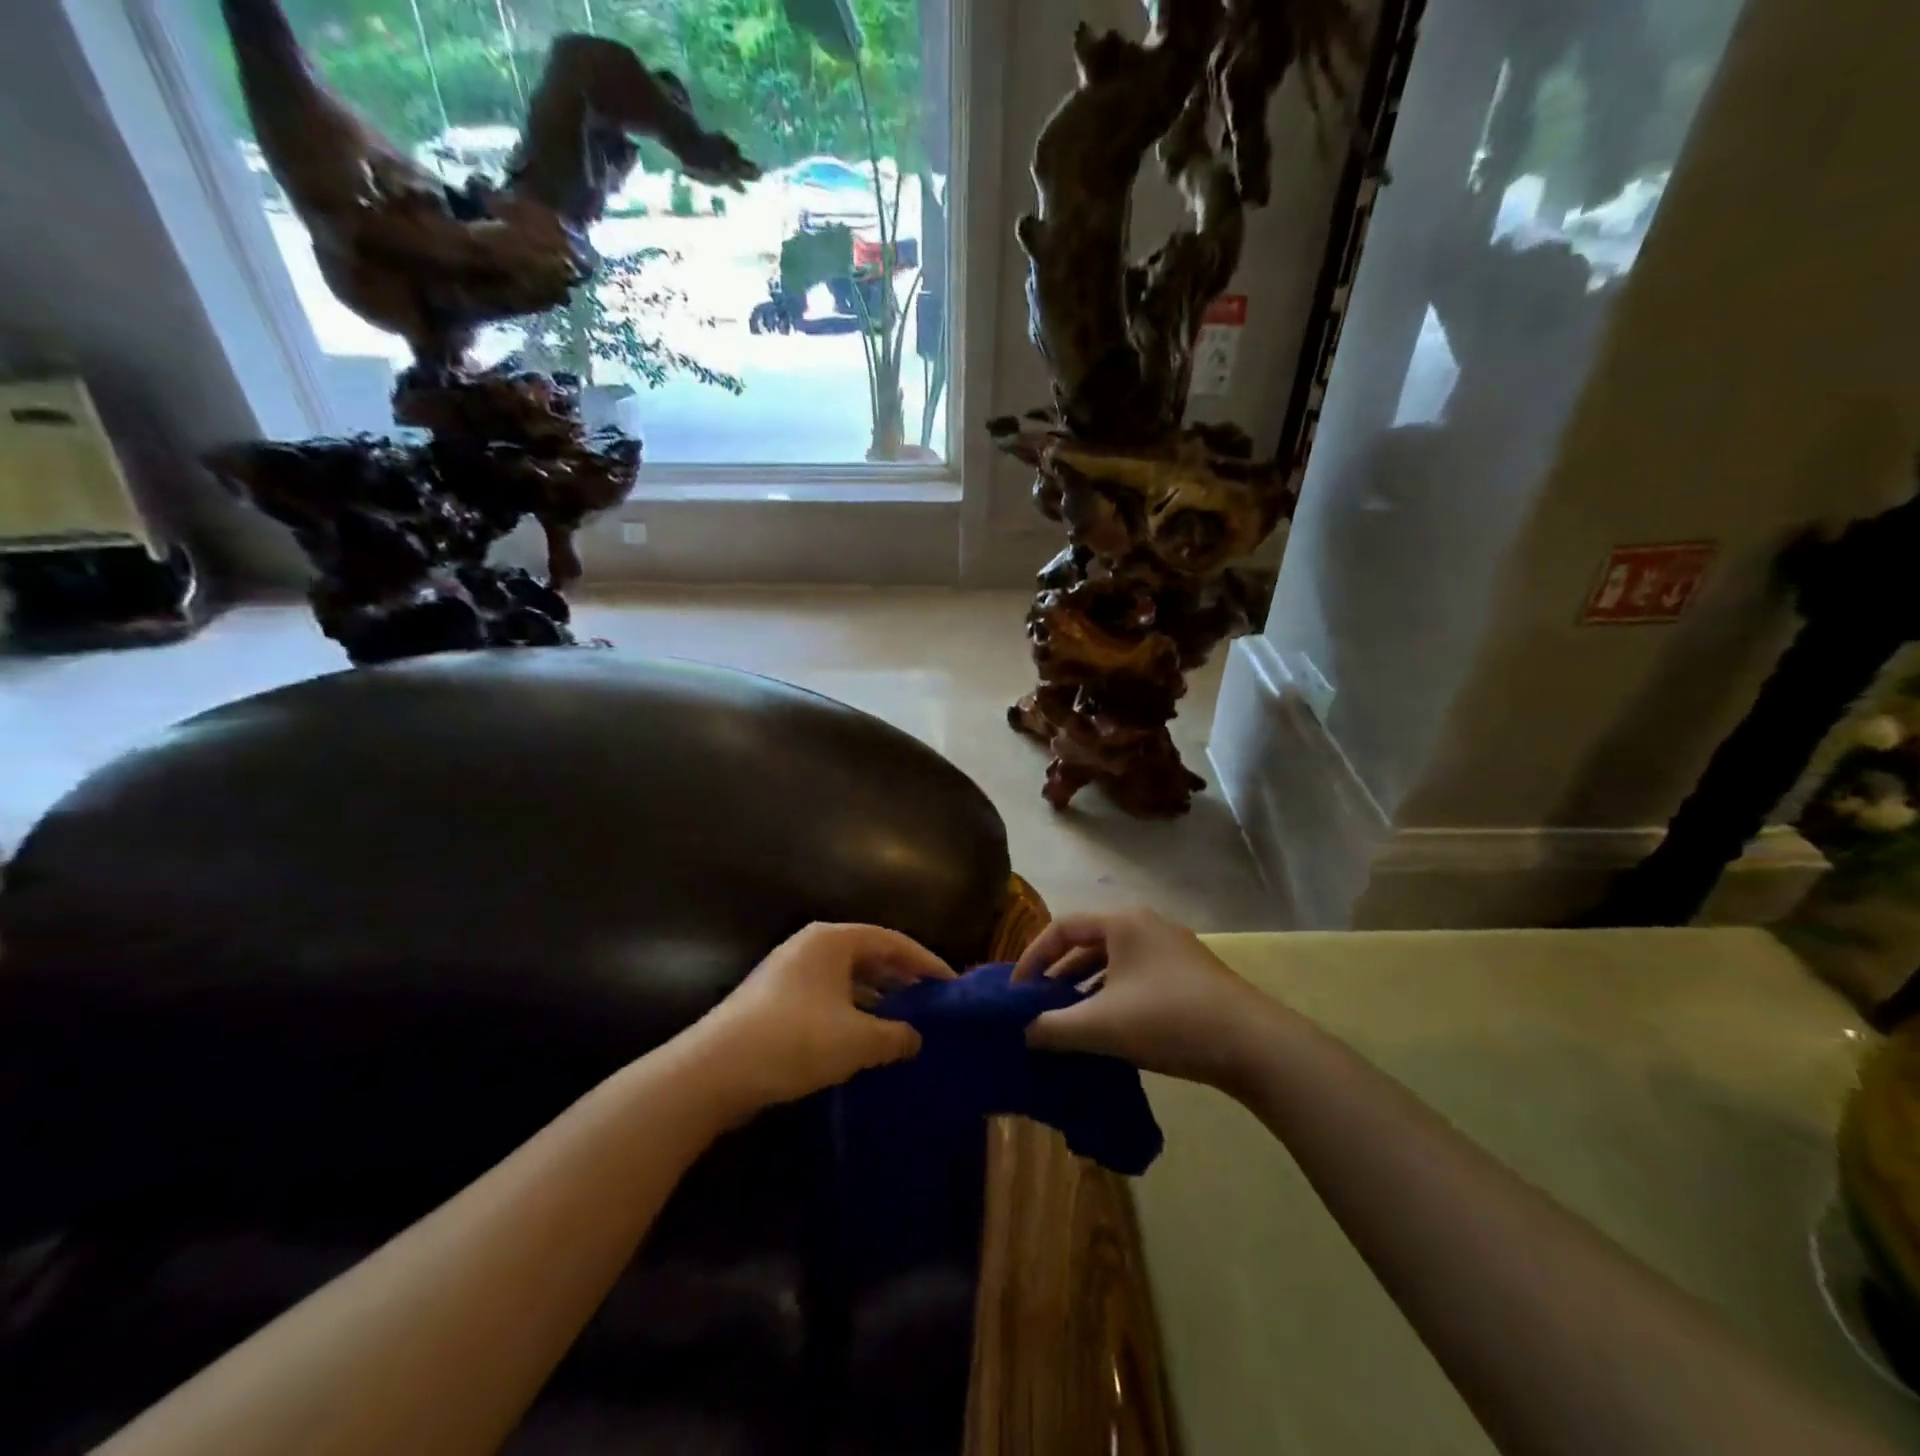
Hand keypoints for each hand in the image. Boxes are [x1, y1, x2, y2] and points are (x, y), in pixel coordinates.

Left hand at [697, 923, 952, 1115]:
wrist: (713, 1071)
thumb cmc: (794, 1040)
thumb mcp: (857, 1039)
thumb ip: (895, 1035)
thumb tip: (915, 1037)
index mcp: (833, 940)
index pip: (892, 941)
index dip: (926, 962)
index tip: (952, 985)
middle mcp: (811, 946)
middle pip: (869, 955)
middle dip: (901, 979)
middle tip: (932, 1003)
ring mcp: (789, 972)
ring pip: (847, 978)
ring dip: (877, 999)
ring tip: (905, 1023)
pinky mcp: (775, 1001)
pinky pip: (828, 997)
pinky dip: (852, 1012)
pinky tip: (865, 1039)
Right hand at [1013, 908, 1270, 1088]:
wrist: (1252, 1044)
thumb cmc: (1167, 1020)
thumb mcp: (1100, 1026)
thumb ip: (1053, 1027)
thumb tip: (1023, 1032)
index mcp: (1122, 923)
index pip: (1062, 928)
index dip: (1033, 958)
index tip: (1017, 992)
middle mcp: (1146, 925)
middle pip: (1088, 943)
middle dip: (1058, 975)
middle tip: (1038, 1007)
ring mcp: (1172, 948)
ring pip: (1114, 962)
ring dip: (1086, 988)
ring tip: (1068, 1020)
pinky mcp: (1190, 974)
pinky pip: (1137, 976)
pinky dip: (1114, 996)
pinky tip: (1110, 1028)